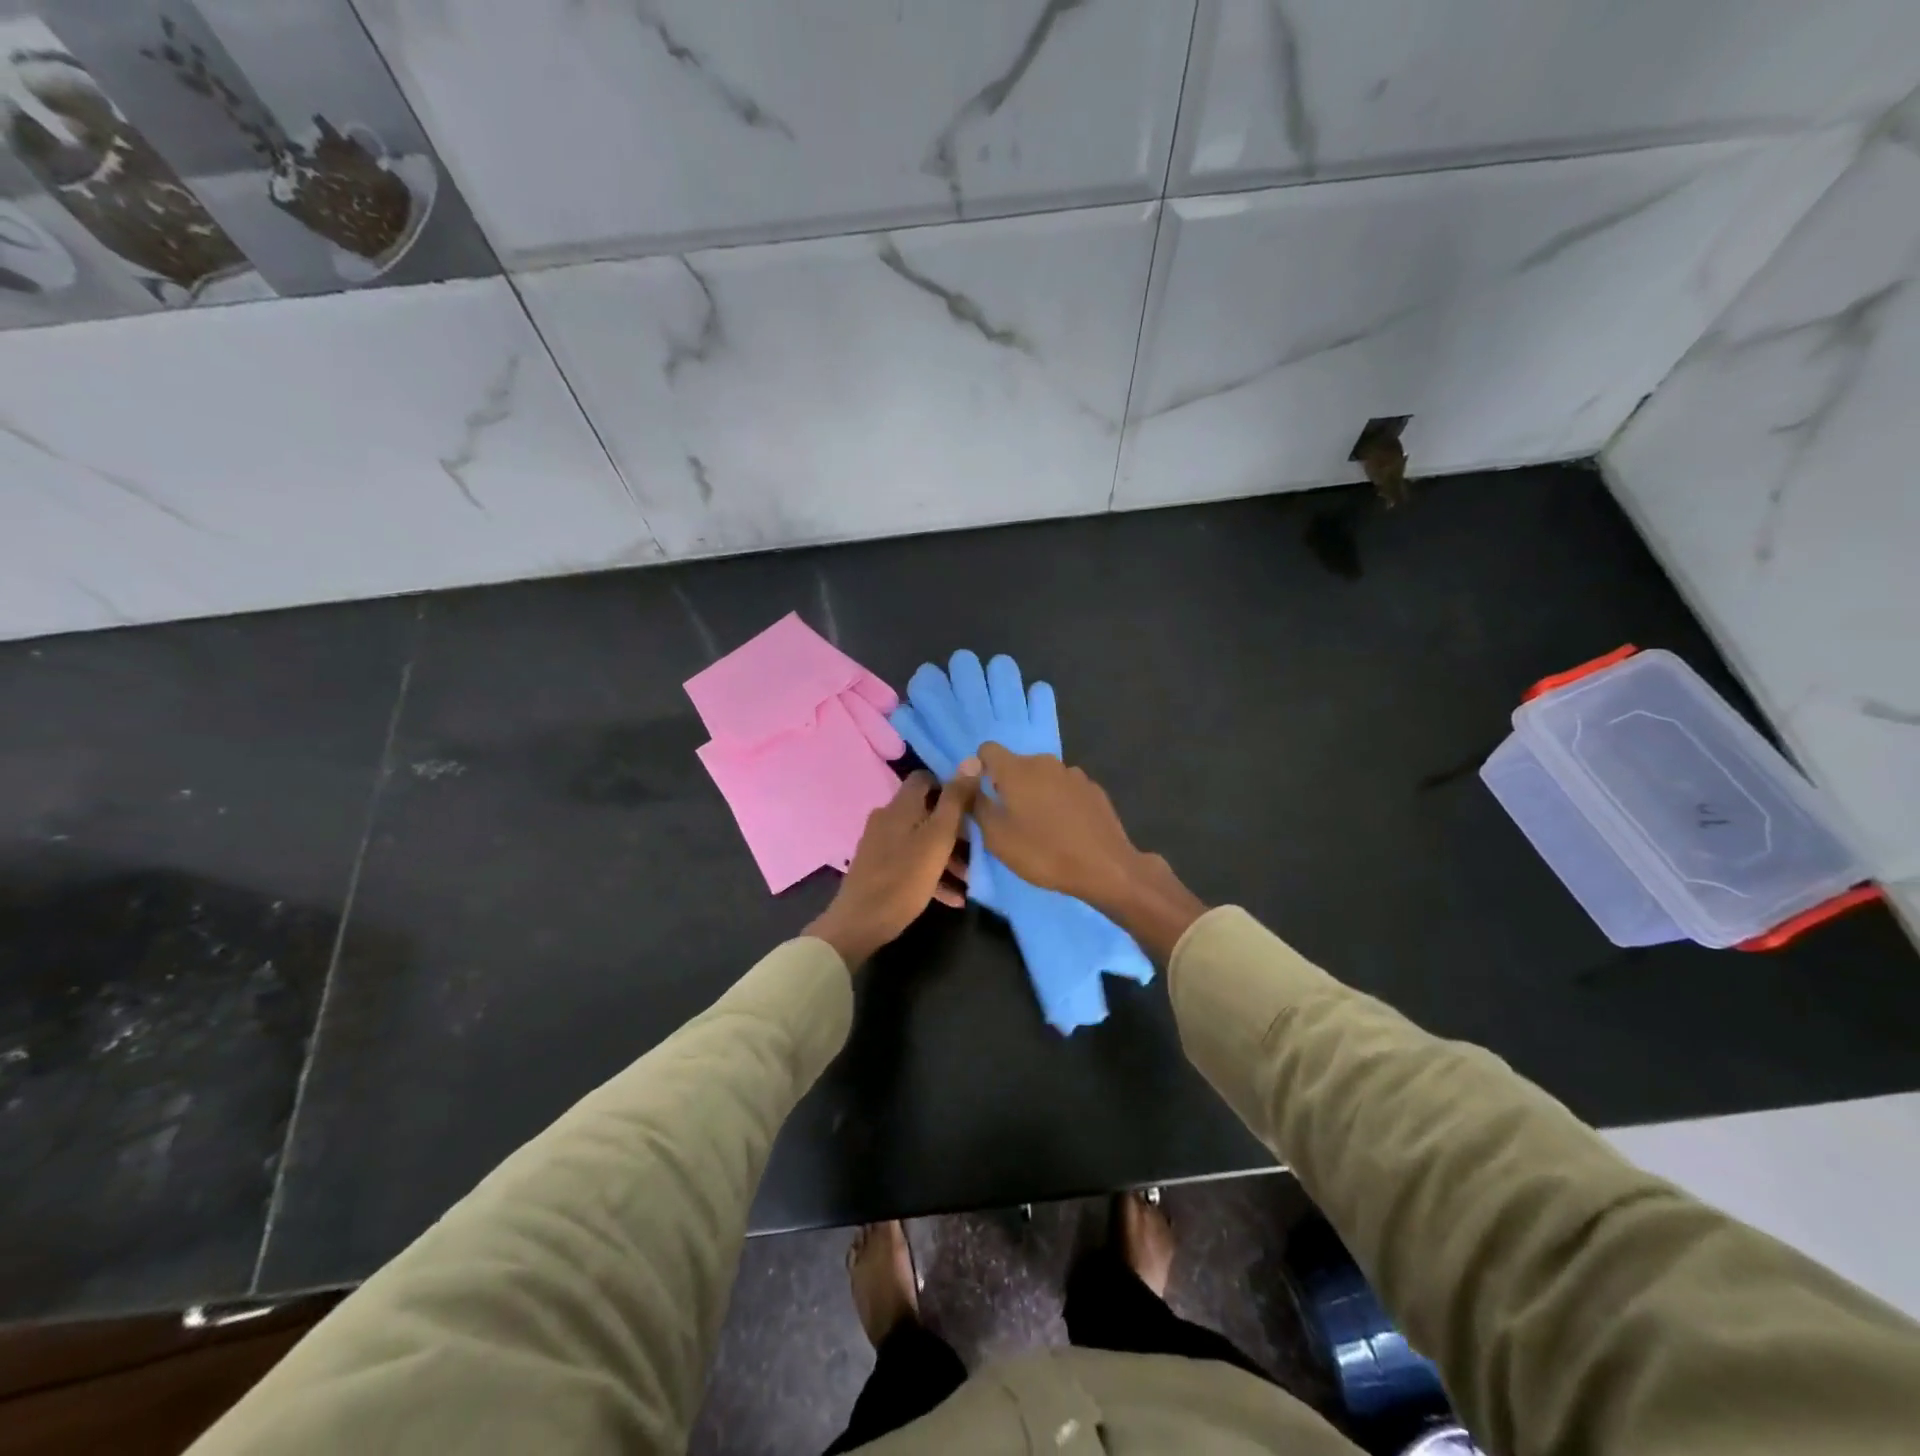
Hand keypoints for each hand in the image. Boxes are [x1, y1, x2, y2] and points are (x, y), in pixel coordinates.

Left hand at [806, 769, 977, 967]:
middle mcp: (887, 819)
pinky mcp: (879, 869)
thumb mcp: (938, 838)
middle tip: (980, 846)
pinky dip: (932, 874)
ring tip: (971, 877)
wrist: (859, 923)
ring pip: (921, 840)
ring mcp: (880, 845)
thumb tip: (971, 760)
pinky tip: (954, 898)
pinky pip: (911, 863)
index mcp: (900, 806)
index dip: (950, 787)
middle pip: (926, 812)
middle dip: (954, 828)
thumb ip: (955, 801)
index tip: (973, 805)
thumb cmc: (903, 878)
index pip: (925, 779)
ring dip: (947, 856)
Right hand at [972, 744, 1206, 961]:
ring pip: (1042, 777)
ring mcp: (1073, 774)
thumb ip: (977, 804)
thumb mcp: (997, 837)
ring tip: (1041, 827)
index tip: (984, 796)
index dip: (980, 768)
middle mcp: (1044, 762)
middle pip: (1016, 765)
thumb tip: (967, 779)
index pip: (987, 750)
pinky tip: (1066, 829)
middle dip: (1009, 786)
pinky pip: (1065, 789)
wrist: (1106, 867)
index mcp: (1016, 769)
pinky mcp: (1093, 789)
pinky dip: (1059, 802)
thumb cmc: (1043, 852)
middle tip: (1010, 820)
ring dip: (1036, 794)